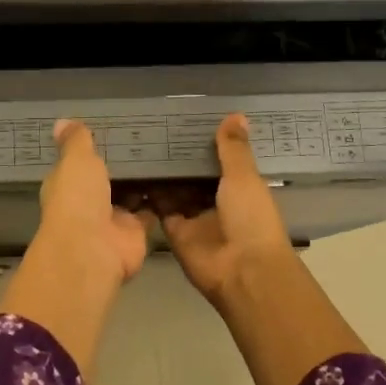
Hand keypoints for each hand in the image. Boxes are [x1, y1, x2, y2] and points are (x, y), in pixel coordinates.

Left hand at [28, 119, 148, 290]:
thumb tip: (61, 121)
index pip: (78, 165)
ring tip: (164, 154)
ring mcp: (113, 219)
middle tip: (146, 139)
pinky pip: (150, 212)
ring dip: (142, 182)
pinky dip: (160, 200)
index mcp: (68, 185)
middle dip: (122, 166)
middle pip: (106, 181)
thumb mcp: (75, 160)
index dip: (91, 152)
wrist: (93, 248)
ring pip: (130, 196)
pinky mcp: (136, 232)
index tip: (113, 131)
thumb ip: (75, 141)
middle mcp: (88, 203)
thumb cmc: (77, 198)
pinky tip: (175, 179)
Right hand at [157, 115, 297, 302]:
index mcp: (241, 187)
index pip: (222, 159)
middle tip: (155, 126)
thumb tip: (236, 114)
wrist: (242, 271)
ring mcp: (195, 217)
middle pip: (195, 174)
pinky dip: (149, 192)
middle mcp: (218, 200)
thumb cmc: (251, 219)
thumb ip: (234, 148)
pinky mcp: (175, 231)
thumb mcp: (244, 177)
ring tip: (140, 141)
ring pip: (176, 189)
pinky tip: (134, 169)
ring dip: (163, 171)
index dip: (207, 141)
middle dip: (180, 156)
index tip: (188, 118)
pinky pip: (159, 207)